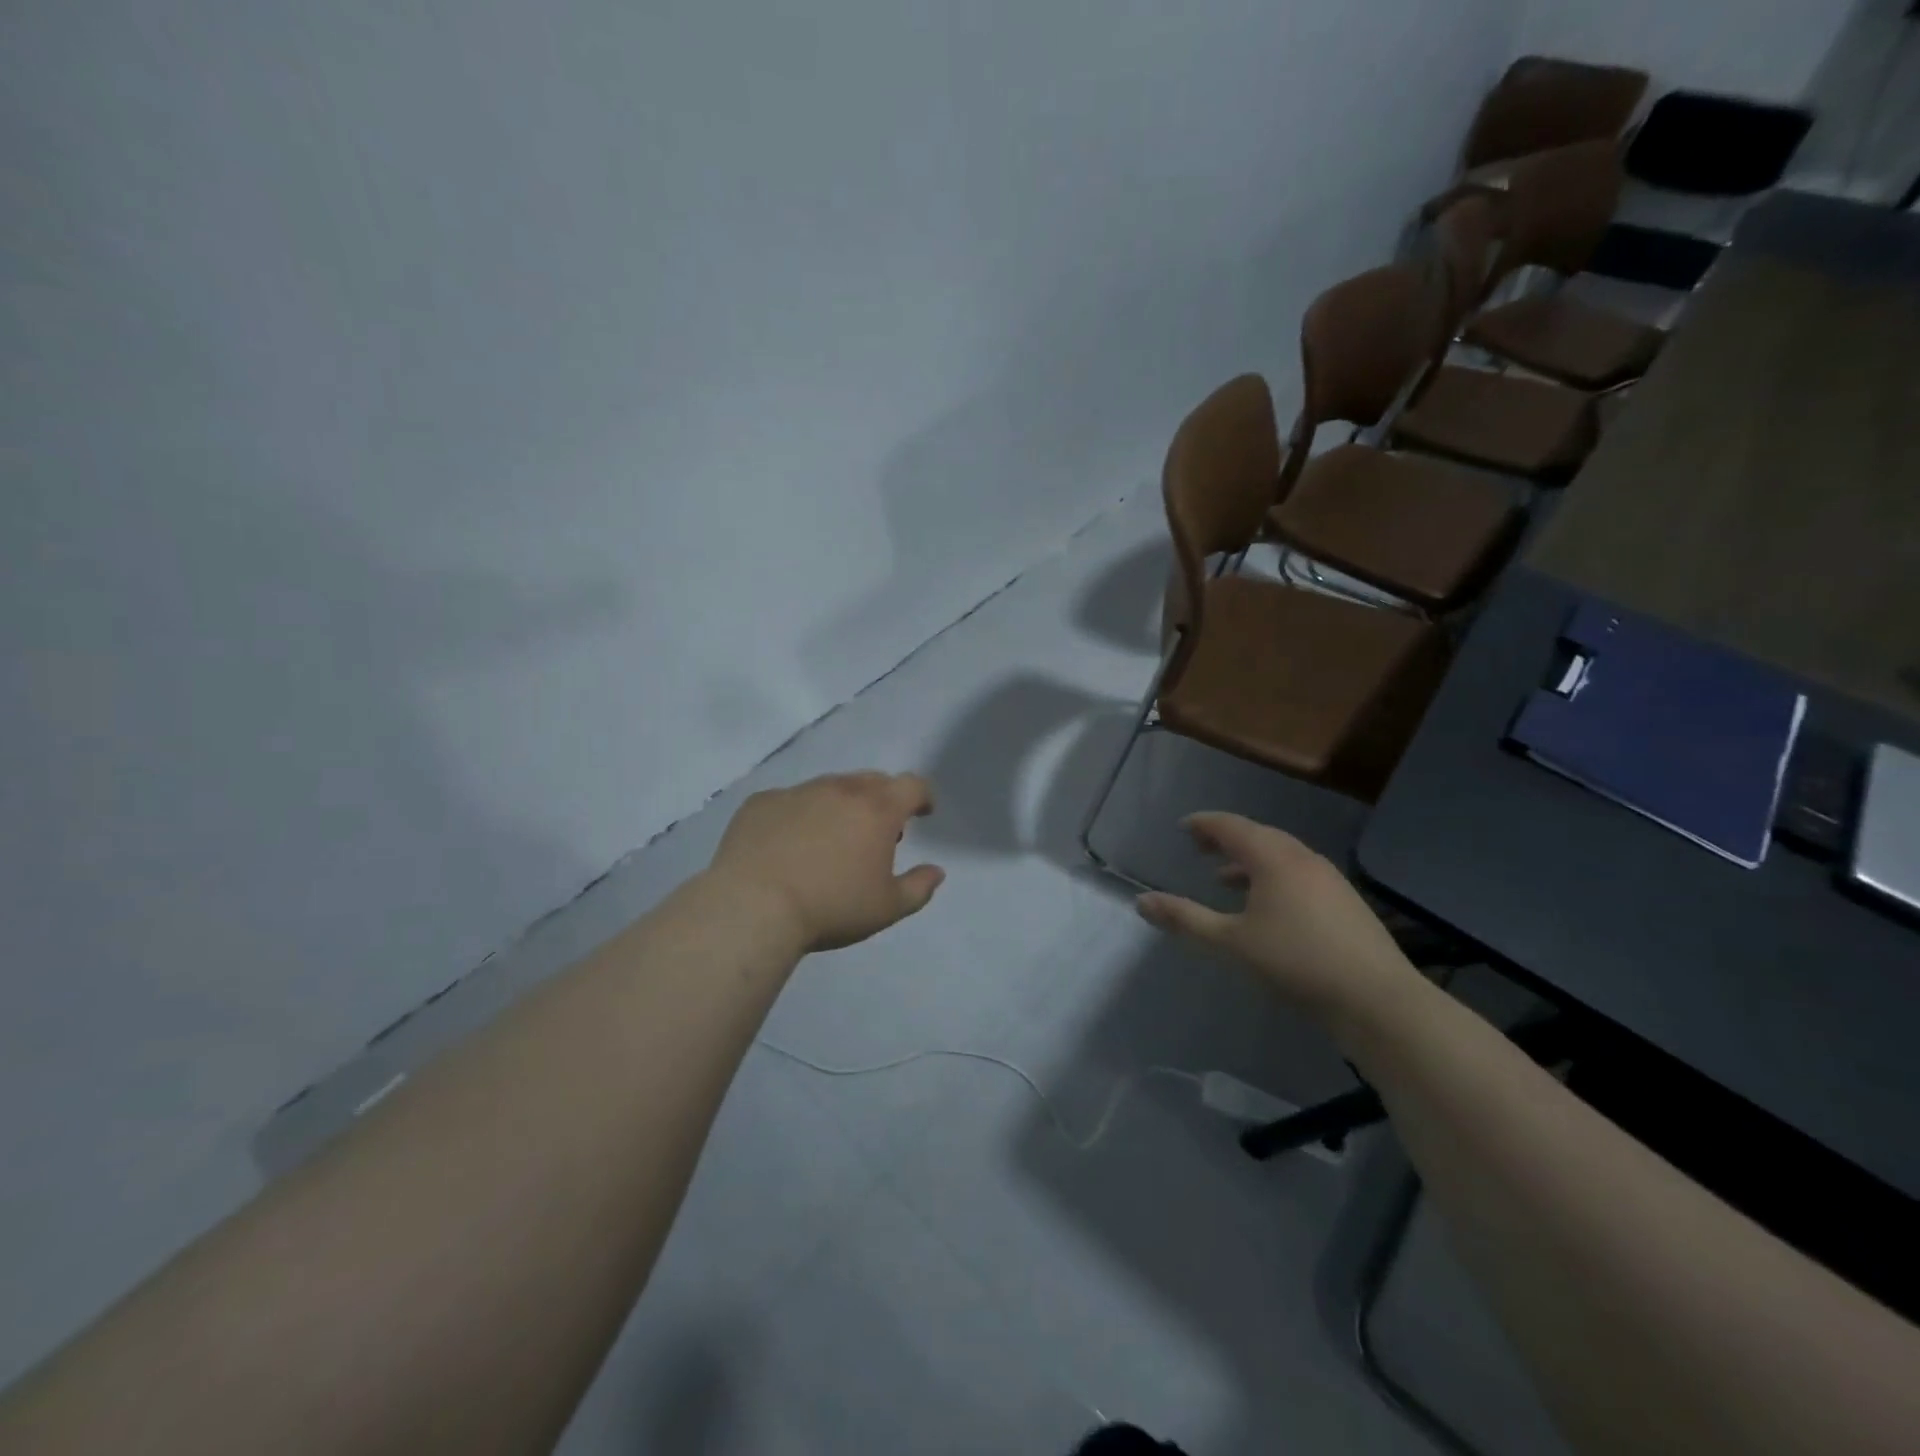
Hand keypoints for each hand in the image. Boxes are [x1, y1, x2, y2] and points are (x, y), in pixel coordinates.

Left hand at [709, 772, 945, 952]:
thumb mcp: (887, 908)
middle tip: (877, 830)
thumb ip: (919, 887)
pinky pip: (790, 801)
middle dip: (882, 800)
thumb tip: (936, 871)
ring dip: (839, 805)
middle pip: (872, 781)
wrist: (753, 906)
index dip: (922, 796)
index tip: (922, 812)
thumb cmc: (831, 907)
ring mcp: (798, 792)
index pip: (912, 785)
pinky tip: (787, 845)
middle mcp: (840, 789)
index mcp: (877, 809)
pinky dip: (798, 815)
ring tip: (830, 839)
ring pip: (829, 788)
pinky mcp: (762, 802)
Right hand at [1135, 813, 1421, 1022]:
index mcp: (1273, 858)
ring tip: (1226, 878)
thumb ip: (1185, 919)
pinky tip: (1269, 907)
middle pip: (1258, 836)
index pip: (1231, 827)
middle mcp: (1302, 858)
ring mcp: (1329, 879)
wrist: (1378, 999)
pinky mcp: (1346, 902)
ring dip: (1251, 861)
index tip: (1184, 828)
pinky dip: (1274, 877)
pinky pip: (1299, 874)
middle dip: (1227, 839)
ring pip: (1282, 856)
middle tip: (1201, 847)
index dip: (1205, 824)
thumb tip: (1141, 902)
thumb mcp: (1230, 942)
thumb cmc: (1296, 962)